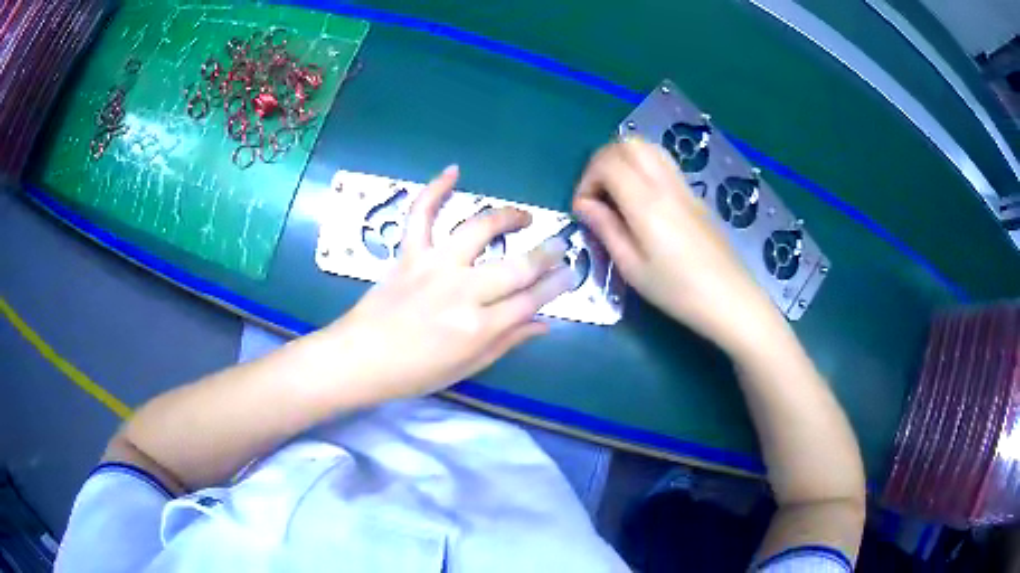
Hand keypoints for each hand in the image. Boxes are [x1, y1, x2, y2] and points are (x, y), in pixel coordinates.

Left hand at [324, 165, 573, 401]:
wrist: (360, 358)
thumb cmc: (414, 373)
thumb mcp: (467, 367)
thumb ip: (506, 342)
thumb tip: (542, 324)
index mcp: (479, 327)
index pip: (531, 300)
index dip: (556, 285)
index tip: (571, 273)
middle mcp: (462, 291)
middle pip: (516, 266)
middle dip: (546, 253)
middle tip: (561, 245)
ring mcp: (434, 266)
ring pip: (478, 230)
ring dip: (507, 217)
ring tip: (524, 216)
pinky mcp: (409, 253)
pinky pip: (421, 215)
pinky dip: (434, 190)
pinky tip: (453, 171)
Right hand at [573, 139, 781, 353]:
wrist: (730, 299)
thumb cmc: (677, 291)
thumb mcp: (632, 268)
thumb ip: (606, 228)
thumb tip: (584, 205)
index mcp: (646, 203)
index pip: (607, 163)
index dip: (586, 180)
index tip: (583, 209)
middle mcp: (665, 184)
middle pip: (627, 144)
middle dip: (602, 162)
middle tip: (597, 195)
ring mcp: (683, 186)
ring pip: (648, 147)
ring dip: (624, 160)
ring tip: (617, 194)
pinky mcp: (694, 195)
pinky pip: (663, 162)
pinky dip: (643, 167)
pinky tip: (641, 199)